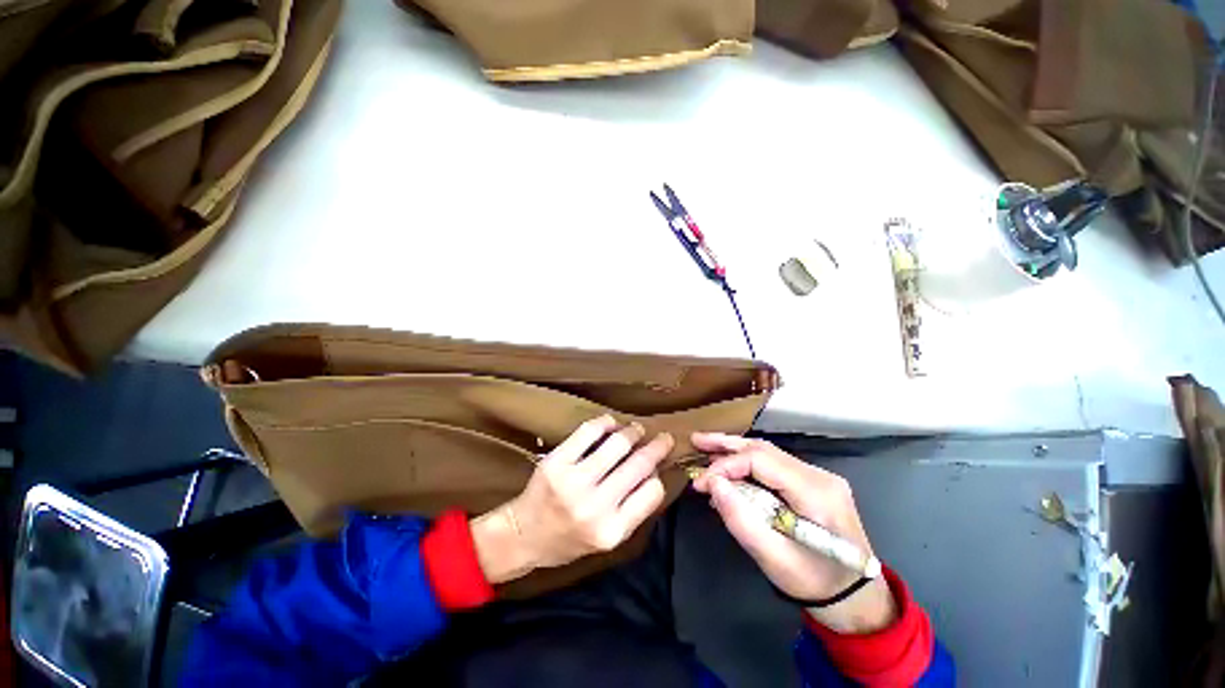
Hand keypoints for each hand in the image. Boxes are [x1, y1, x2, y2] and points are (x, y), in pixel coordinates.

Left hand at [471, 415, 672, 583]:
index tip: (659, 466)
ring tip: (637, 429)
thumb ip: (632, 511)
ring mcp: (574, 482)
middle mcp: (595, 507)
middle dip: (657, 447)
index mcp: (611, 531)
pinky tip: (612, 423)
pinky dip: (605, 422)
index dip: (659, 475)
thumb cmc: (568, 542)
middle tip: (665, 438)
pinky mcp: (557, 462)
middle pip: (639, 465)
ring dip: (633, 432)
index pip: (652, 492)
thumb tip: (654, 473)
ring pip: (618, 444)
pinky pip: (589, 432)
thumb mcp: (606, 539)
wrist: (523, 535)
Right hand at [690, 433, 897, 633]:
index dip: (726, 465)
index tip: (701, 482)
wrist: (854, 596)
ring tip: (705, 447)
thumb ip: (741, 520)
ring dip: (734, 450)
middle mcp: (819, 475)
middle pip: (764, 449)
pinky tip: (728, 467)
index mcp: (816, 492)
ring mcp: (817, 476)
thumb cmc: (814, 582)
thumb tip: (713, 484)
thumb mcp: (773, 559)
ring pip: (767, 453)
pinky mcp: (811, 482)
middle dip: (726, 445)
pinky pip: (773, 465)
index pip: (761, 460)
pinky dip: (746, 464)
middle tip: (696, 441)